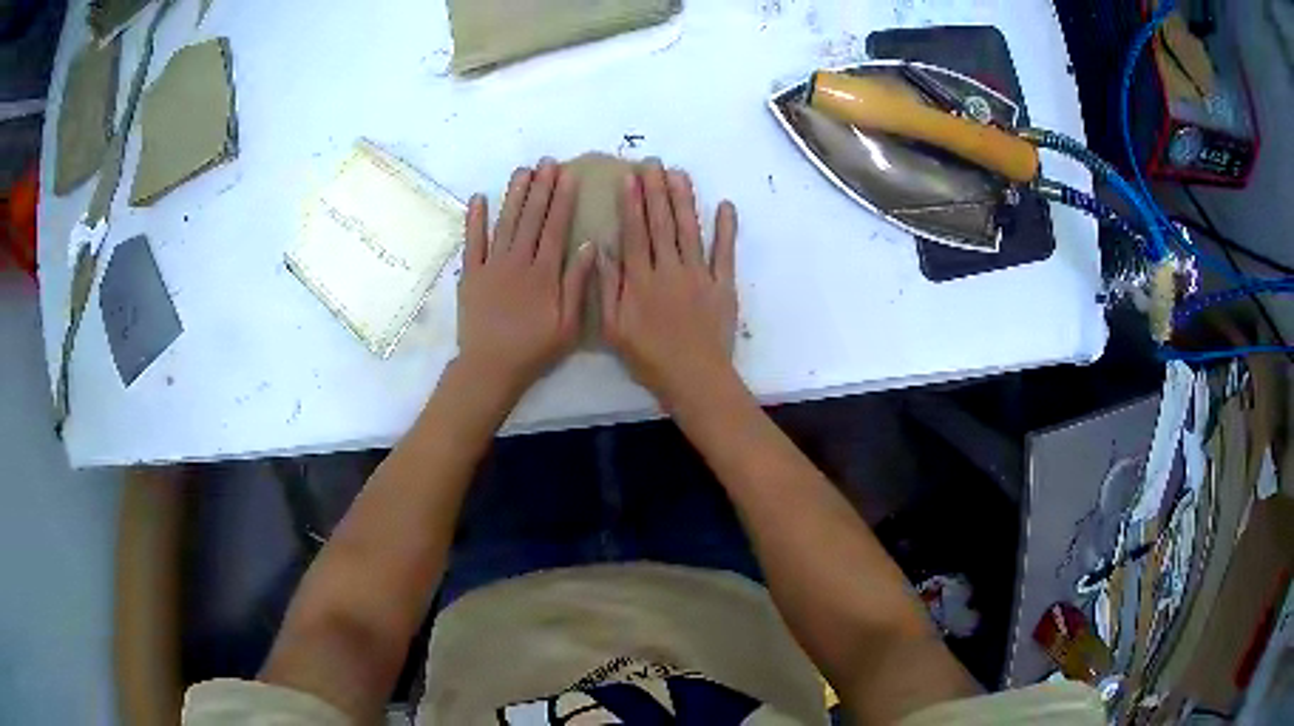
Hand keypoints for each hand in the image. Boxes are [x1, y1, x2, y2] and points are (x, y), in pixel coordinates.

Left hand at [458, 159, 595, 398]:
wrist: (490, 367)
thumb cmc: (534, 349)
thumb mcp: (568, 324)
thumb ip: (578, 284)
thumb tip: (589, 246)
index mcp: (544, 273)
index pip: (556, 227)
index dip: (563, 199)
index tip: (568, 175)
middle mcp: (518, 261)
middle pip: (531, 218)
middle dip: (541, 188)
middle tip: (547, 163)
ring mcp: (491, 265)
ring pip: (505, 223)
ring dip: (514, 195)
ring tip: (522, 171)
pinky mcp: (471, 274)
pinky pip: (472, 242)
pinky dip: (475, 220)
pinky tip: (479, 198)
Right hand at [599, 159, 738, 407]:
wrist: (694, 378)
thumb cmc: (649, 358)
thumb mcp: (613, 329)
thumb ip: (607, 287)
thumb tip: (601, 249)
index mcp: (640, 279)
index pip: (635, 231)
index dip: (631, 202)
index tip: (630, 177)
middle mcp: (669, 268)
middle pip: (662, 223)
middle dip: (656, 190)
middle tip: (653, 163)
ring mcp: (699, 275)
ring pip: (689, 229)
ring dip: (684, 199)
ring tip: (679, 173)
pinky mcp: (723, 285)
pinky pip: (725, 252)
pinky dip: (726, 229)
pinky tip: (725, 206)